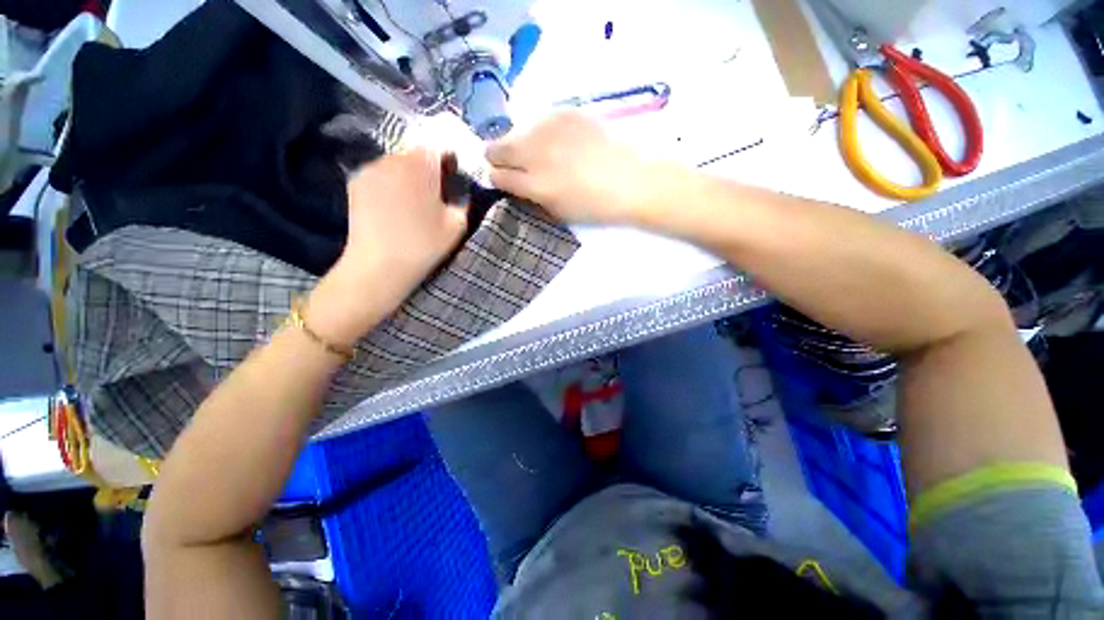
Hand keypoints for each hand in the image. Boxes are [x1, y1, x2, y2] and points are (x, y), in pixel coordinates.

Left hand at [307, 148, 467, 344]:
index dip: (448, 157)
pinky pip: (381, 174)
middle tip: (435, 192)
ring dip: (409, 175)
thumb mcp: (457, 224)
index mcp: (420, 164)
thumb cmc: (423, 245)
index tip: (453, 176)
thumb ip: (461, 198)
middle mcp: (392, 157)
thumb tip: (456, 187)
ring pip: (397, 162)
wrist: (379, 266)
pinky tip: (394, 206)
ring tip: (413, 202)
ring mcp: (369, 168)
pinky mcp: (355, 182)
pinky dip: (391, 183)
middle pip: (416, 152)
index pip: (438, 144)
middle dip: (428, 167)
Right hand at [486, 111, 673, 224]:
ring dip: (521, 144)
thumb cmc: (596, 205)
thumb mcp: (558, 211)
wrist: (634, 179)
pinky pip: (538, 121)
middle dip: (499, 159)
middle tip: (516, 166)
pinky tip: (560, 142)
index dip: (498, 180)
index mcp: (535, 185)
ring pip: (515, 131)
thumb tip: (514, 183)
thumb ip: (530, 196)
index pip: (496, 176)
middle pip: (495, 148)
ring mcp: (549, 128)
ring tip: (543, 155)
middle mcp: (535, 153)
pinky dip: (541, 132)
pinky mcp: (564, 112)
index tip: (505, 181)